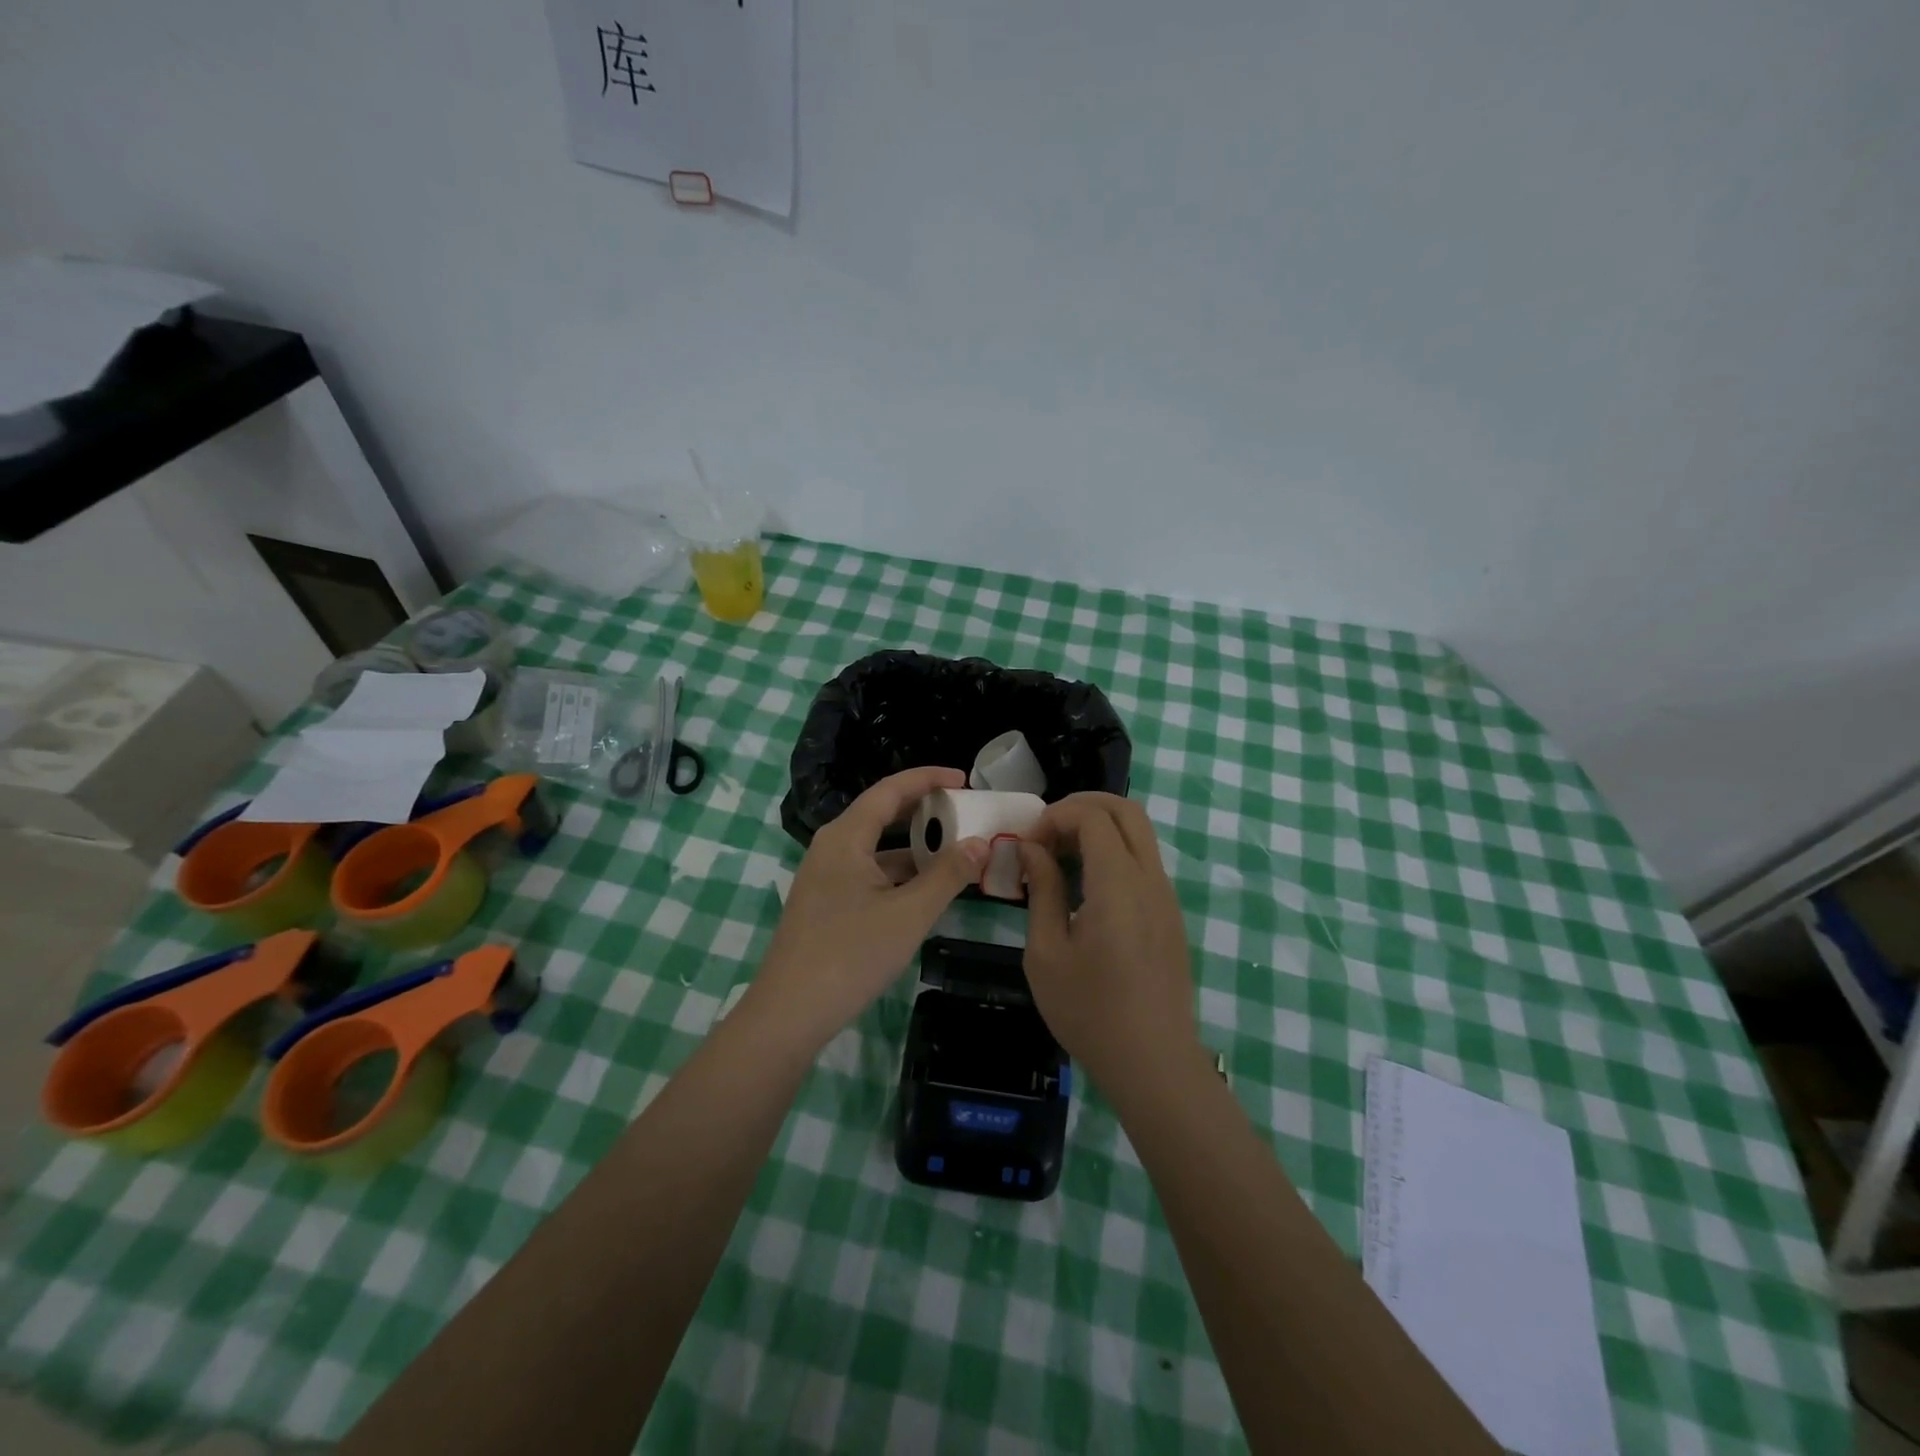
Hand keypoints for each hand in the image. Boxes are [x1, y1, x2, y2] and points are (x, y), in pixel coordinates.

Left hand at [754, 766, 987, 1048]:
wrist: (789, 1013)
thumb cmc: (851, 954)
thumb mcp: (909, 914)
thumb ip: (948, 875)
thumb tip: (980, 844)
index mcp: (846, 837)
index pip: (890, 790)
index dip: (928, 779)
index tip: (964, 779)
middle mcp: (831, 847)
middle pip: (881, 814)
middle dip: (923, 811)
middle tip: (964, 812)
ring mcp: (825, 876)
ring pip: (876, 848)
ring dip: (914, 847)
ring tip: (955, 851)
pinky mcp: (826, 903)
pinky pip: (868, 872)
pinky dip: (899, 873)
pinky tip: (925, 889)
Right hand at [1020, 793, 1201, 1089]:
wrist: (1153, 1062)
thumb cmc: (1090, 1011)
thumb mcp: (1046, 952)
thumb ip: (1042, 891)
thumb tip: (1032, 850)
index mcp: (1119, 884)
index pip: (1092, 817)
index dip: (1055, 817)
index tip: (1028, 847)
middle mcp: (1150, 879)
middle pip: (1125, 809)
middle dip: (1081, 807)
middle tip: (1046, 833)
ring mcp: (1166, 895)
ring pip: (1138, 833)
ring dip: (1098, 829)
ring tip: (1060, 858)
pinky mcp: (1170, 914)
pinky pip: (1143, 861)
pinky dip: (1113, 852)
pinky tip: (1084, 887)